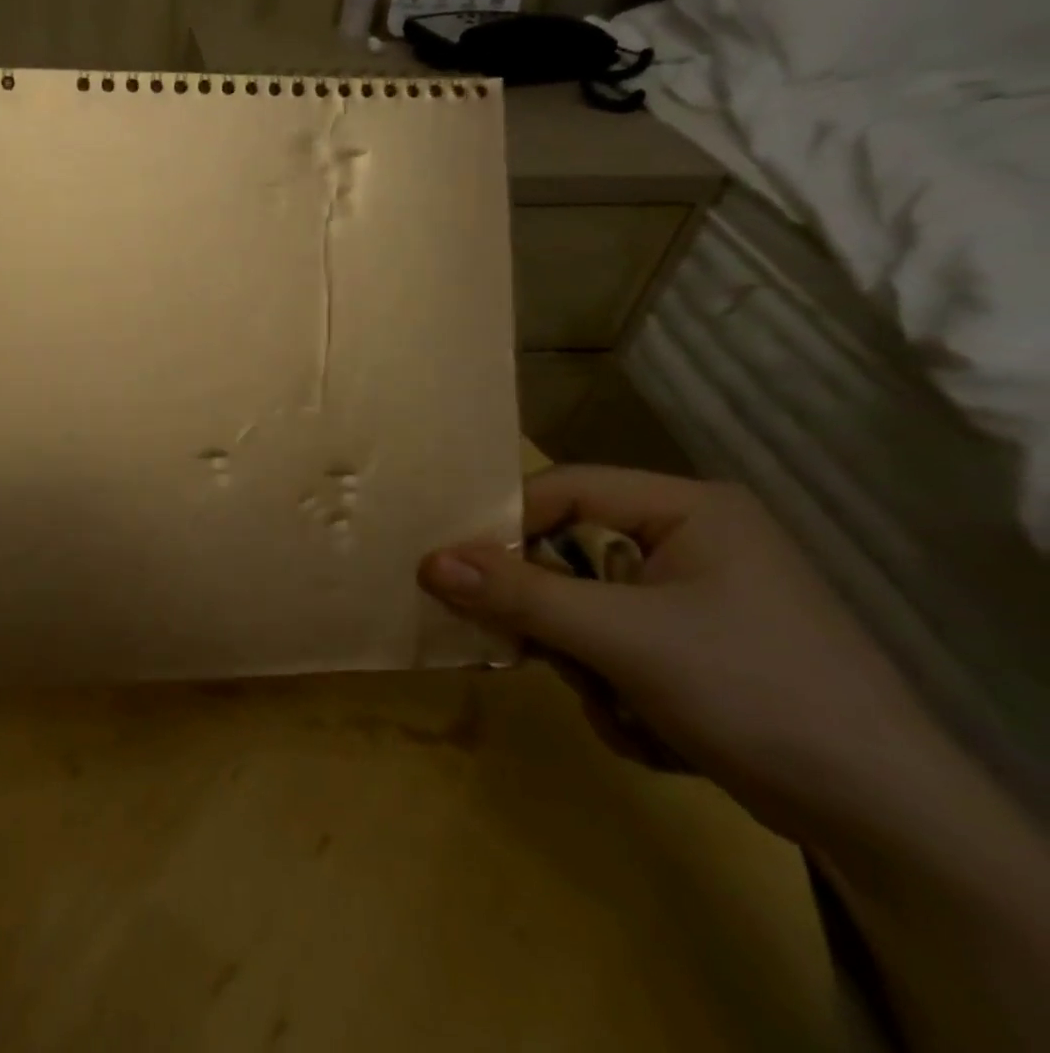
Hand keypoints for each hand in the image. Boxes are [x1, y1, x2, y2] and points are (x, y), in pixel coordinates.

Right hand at [420, 467, 976, 858]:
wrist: (889, 826)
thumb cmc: (753, 693)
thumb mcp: (622, 639)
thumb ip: (520, 595)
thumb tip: (427, 561)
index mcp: (688, 508)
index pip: (564, 489)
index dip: (505, 524)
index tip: (454, 569)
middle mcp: (692, 539)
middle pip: (570, 551)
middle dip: (552, 613)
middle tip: (527, 649)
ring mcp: (697, 595)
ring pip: (585, 605)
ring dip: (583, 661)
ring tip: (615, 704)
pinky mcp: (697, 646)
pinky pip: (613, 642)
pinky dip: (612, 686)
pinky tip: (648, 726)